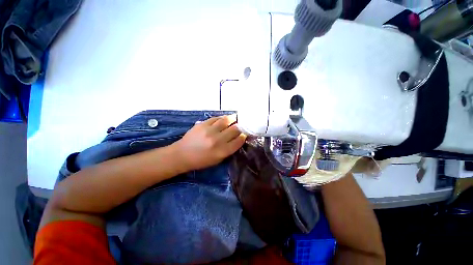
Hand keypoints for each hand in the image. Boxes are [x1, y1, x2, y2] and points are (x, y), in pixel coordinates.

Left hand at [173, 115, 246, 171]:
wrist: (182, 155)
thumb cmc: (201, 160)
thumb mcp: (218, 159)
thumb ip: (229, 149)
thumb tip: (238, 138)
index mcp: (222, 151)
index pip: (238, 141)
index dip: (243, 136)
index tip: (244, 134)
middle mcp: (218, 140)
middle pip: (235, 129)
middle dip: (240, 127)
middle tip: (241, 125)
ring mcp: (209, 131)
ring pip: (226, 121)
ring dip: (232, 119)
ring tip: (235, 118)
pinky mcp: (202, 124)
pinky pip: (216, 118)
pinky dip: (222, 118)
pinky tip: (223, 119)